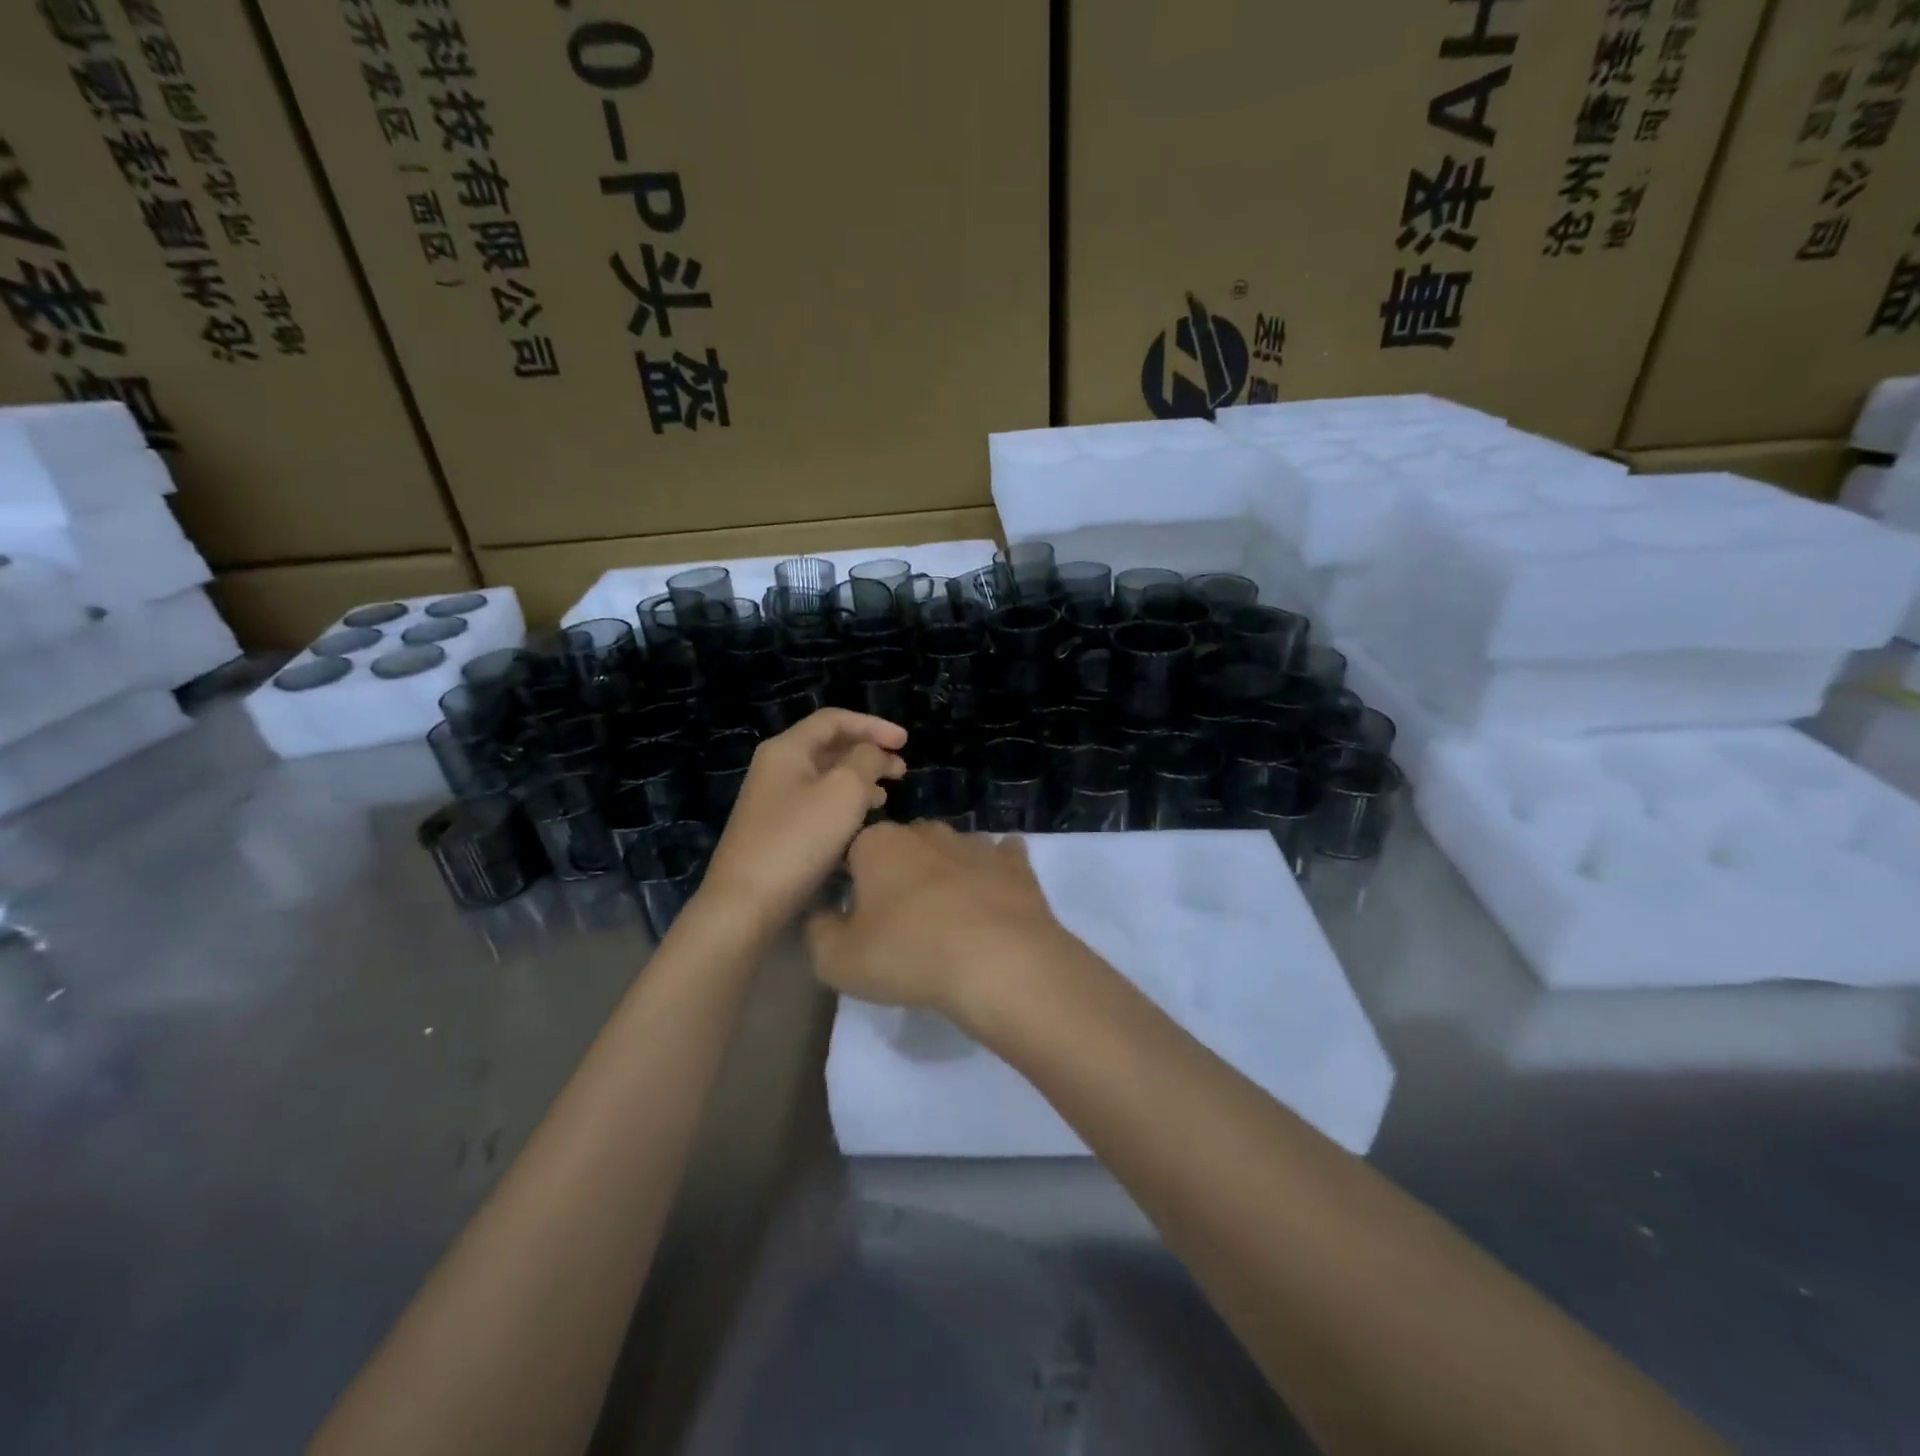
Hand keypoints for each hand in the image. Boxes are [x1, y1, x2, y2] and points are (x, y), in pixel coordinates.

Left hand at [699, 709, 906, 928]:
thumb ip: (866, 761)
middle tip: (902, 770)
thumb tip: (873, 754)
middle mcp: (776, 768)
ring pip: (825, 777)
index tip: (905, 742)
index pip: (834, 719)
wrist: (746, 903)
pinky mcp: (777, 830)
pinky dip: (845, 803)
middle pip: (829, 746)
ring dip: (860, 779)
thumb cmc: (798, 840)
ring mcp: (774, 800)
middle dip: (868, 752)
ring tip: (888, 794)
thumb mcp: (844, 791)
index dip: (873, 725)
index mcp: (787, 749)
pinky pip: (818, 803)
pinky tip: (862, 821)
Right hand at [805, 822, 1071, 1019]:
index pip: (853, 851)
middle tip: (901, 919)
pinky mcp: (1015, 864)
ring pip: (950, 850)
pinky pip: (1001, 857)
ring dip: (945, 873)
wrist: (1000, 962)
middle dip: (899, 873)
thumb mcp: (838, 961)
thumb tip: (825, 915)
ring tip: (948, 915)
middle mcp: (926, 831)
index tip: (857, 915)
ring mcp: (974, 843)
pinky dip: (995, 871)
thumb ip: (819, 932)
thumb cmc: (909, 955)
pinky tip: (994, 893)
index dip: (852, 882)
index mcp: (878, 844)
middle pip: (903, 847)